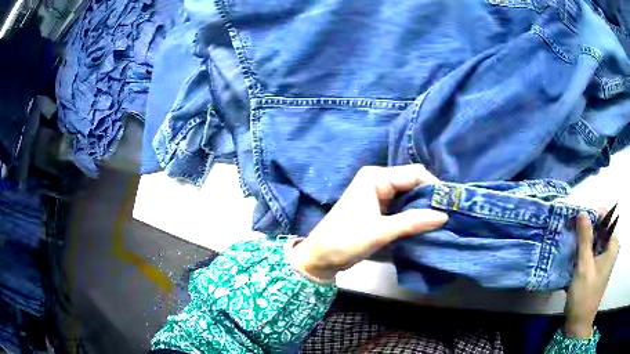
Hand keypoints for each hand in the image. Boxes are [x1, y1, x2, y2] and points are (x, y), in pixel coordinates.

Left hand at [287, 165, 448, 281]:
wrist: (320, 258)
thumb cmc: (345, 240)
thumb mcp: (380, 231)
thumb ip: (413, 222)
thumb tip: (444, 216)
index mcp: (376, 177)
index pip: (414, 174)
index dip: (433, 188)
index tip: (449, 206)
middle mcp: (378, 180)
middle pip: (413, 184)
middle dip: (429, 199)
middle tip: (447, 216)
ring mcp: (378, 195)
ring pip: (409, 196)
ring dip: (423, 209)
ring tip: (440, 223)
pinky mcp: (378, 209)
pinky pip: (402, 207)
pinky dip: (413, 216)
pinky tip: (424, 226)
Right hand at [564, 213, 619, 338]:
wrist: (578, 324)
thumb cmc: (584, 295)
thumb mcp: (584, 266)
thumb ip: (585, 239)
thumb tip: (582, 212)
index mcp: (612, 246)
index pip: (606, 220)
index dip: (593, 215)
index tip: (578, 216)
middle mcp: (610, 249)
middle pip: (600, 230)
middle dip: (586, 227)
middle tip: (571, 227)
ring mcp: (603, 259)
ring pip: (594, 241)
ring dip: (582, 240)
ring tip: (569, 237)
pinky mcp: (595, 268)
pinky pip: (590, 252)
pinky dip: (581, 250)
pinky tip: (571, 252)